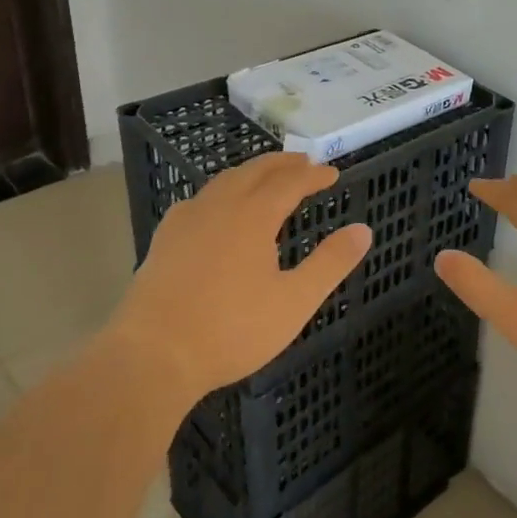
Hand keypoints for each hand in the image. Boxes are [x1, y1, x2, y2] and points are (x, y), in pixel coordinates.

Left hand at [115, 153, 371, 404]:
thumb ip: (331, 263)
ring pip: (223, 182)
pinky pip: (198, 201)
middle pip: (254, 172)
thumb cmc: (232, 330)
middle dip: (282, 164)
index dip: (313, 175)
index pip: (290, 182)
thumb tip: (363, 230)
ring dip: (250, 173)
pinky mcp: (164, 240)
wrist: (153, 355)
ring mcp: (186, 221)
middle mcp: (219, 207)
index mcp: (253, 216)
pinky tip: (215, 209)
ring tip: (265, 177)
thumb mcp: (294, 301)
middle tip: (303, 162)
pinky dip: (220, 192)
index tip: (332, 173)